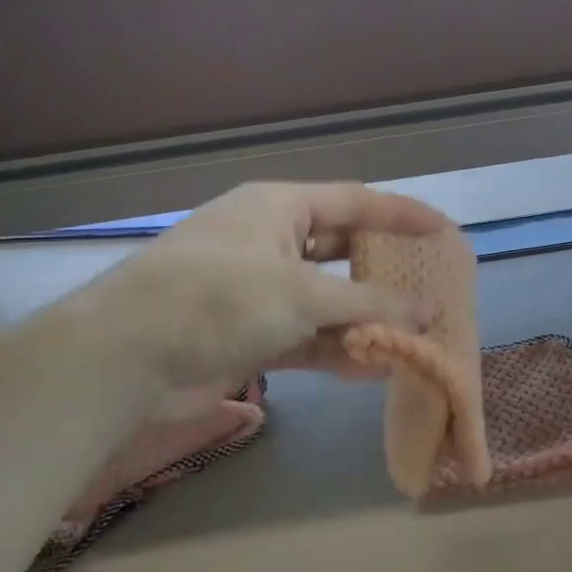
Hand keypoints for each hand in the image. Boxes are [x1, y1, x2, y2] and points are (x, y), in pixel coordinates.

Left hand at [79, 181, 449, 387]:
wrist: (126, 356)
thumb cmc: (220, 298)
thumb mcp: (302, 294)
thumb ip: (371, 302)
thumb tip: (428, 309)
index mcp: (280, 208)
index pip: (356, 202)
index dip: (403, 215)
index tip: (445, 231)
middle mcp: (272, 242)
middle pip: (344, 252)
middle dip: (386, 274)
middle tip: (431, 290)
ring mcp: (261, 291)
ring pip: (328, 301)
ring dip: (367, 320)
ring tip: (415, 336)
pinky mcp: (252, 334)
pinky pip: (308, 337)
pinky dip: (338, 350)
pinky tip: (375, 369)